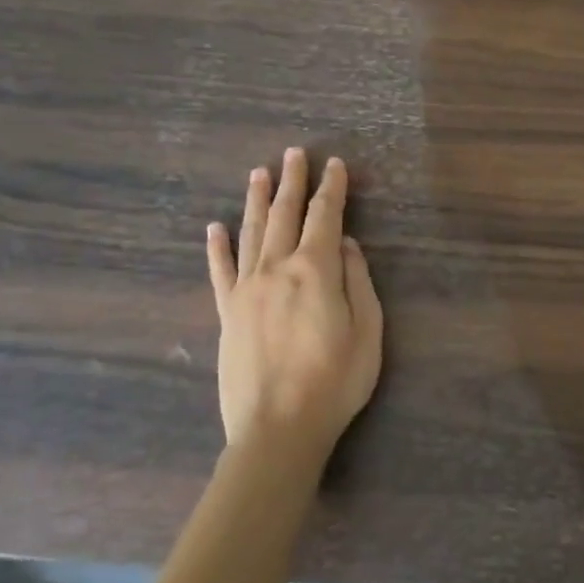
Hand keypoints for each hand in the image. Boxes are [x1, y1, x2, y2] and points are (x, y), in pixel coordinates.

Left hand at [207, 149, 383, 474]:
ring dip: (256, 200)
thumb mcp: (369, 331)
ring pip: (250, 233)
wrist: (278, 429)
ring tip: (259, 172)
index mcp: (316, 270)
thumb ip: (358, 281)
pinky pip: (220, 271)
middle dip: (292, 181)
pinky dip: (217, 247)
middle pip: (284, 215)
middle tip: (294, 153)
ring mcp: (246, 290)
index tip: (336, 165)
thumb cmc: (335, 382)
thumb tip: (348, 245)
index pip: (325, 217)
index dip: (332, 189)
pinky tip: (214, 227)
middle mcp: (277, 269)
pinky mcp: (226, 313)